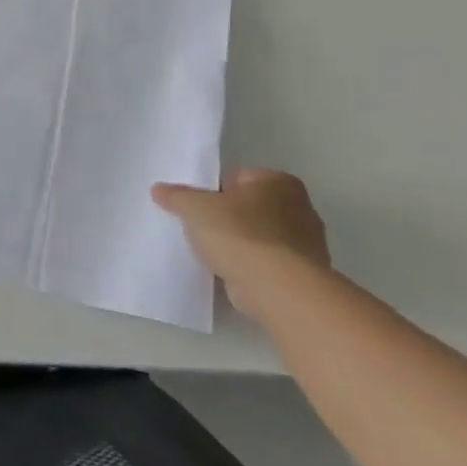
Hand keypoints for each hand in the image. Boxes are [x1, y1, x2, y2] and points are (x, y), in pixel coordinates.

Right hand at [152, 168, 331, 322]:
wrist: (278, 288)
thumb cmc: (239, 233)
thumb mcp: (193, 206)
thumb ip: (176, 195)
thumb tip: (160, 189)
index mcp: (278, 182)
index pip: (238, 177)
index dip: (212, 190)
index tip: (195, 205)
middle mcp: (300, 208)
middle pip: (249, 207)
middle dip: (226, 216)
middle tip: (198, 226)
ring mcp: (306, 244)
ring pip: (258, 235)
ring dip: (238, 242)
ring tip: (209, 251)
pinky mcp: (302, 273)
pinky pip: (265, 262)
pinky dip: (248, 265)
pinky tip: (226, 270)